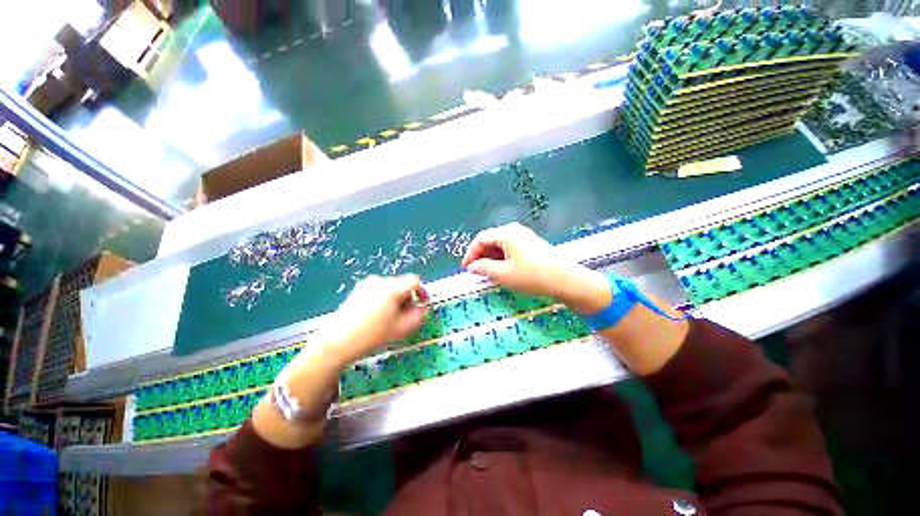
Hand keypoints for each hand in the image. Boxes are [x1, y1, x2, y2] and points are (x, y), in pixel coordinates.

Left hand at [323, 275, 427, 363]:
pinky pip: (379, 289)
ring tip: (390, 317)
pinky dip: (384, 298)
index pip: (415, 281)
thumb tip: (422, 308)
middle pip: (402, 284)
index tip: (422, 303)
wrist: (337, 341)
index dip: (422, 291)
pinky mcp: (358, 289)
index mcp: (392, 289)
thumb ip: (418, 316)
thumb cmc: (371, 335)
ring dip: (396, 298)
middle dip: (408, 297)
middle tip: (406, 314)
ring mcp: (367, 284)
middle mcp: (380, 281)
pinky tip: (377, 315)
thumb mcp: (401, 329)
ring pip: (391, 287)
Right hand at [461, 222, 610, 312]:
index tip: (465, 267)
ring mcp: (525, 237)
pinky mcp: (532, 245)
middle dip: (481, 255)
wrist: (565, 281)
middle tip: (476, 271)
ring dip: (491, 258)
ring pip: (501, 245)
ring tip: (488, 273)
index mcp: (507, 233)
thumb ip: (484, 268)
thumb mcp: (503, 274)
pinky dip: (502, 259)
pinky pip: (511, 249)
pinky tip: (502, 270)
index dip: (470, 253)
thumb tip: (472, 266)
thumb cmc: (531, 276)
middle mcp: (515, 230)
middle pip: (491, 240)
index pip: (481, 238)